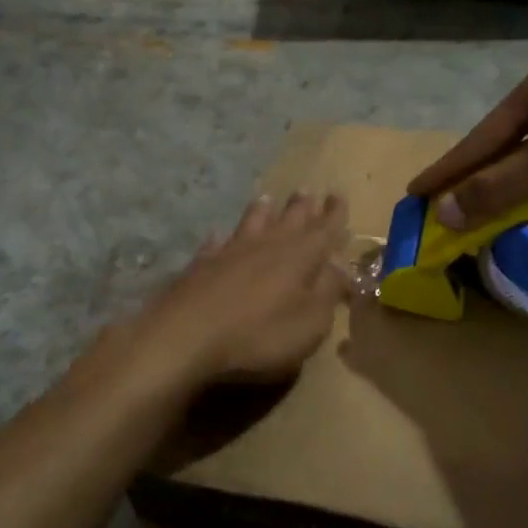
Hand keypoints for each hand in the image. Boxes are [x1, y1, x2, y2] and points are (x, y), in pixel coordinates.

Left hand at [122, 192, 350, 391]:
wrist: (187, 335)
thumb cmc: (259, 334)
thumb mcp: (309, 322)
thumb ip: (328, 292)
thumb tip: (341, 267)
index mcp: (300, 257)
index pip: (324, 229)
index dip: (334, 214)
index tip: (339, 195)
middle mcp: (267, 245)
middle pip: (289, 219)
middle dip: (302, 206)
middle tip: (308, 191)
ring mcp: (231, 251)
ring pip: (251, 222)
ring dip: (262, 210)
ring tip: (267, 198)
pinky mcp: (201, 264)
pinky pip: (215, 244)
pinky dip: (222, 238)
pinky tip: (218, 236)